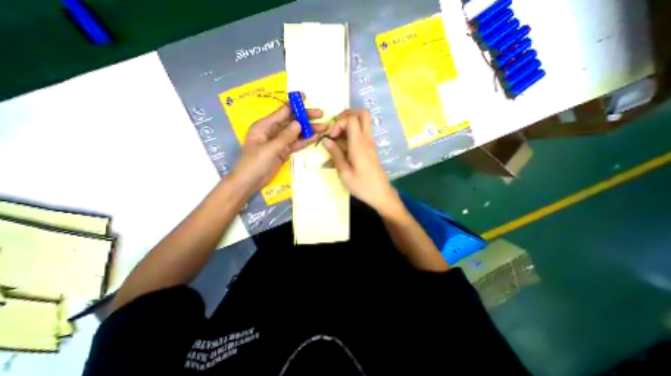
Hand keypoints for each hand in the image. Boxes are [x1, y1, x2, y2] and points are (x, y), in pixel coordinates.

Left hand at [231, 105, 325, 195]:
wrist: (250, 182)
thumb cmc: (255, 163)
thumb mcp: (270, 149)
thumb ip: (285, 136)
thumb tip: (299, 123)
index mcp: (264, 126)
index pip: (282, 111)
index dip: (294, 104)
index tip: (306, 98)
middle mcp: (273, 131)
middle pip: (292, 121)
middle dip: (306, 118)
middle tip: (321, 115)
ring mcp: (279, 142)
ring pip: (296, 133)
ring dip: (309, 130)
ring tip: (324, 127)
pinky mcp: (284, 151)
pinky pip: (296, 144)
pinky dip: (306, 141)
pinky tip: (316, 137)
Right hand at [322, 109, 399, 213]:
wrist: (381, 194)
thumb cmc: (362, 185)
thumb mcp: (344, 172)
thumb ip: (335, 154)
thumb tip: (325, 141)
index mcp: (359, 144)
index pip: (351, 119)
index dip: (339, 122)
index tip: (332, 136)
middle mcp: (367, 139)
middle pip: (362, 114)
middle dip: (347, 116)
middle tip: (336, 127)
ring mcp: (370, 143)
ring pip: (362, 123)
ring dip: (348, 126)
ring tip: (336, 139)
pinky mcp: (370, 149)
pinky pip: (361, 135)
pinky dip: (351, 136)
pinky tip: (342, 149)